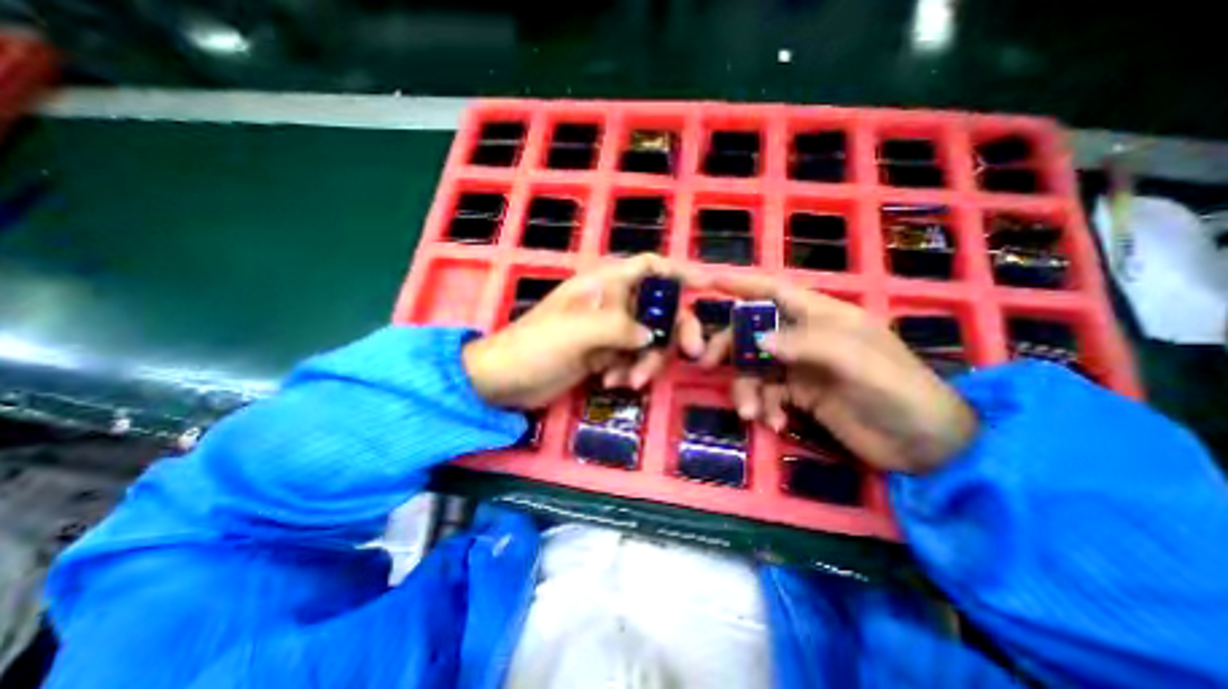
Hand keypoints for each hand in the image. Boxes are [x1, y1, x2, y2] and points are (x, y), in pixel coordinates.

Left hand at [464, 256, 711, 411]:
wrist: (506, 380)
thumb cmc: (535, 346)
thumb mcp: (577, 332)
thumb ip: (619, 328)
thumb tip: (651, 335)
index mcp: (604, 284)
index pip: (649, 267)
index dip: (680, 272)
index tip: (709, 285)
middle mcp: (611, 302)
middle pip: (659, 307)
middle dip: (674, 331)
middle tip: (691, 354)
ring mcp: (609, 330)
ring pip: (649, 338)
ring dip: (646, 360)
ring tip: (627, 380)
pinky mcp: (604, 353)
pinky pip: (633, 358)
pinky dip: (629, 370)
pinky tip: (611, 382)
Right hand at [699, 275, 978, 473]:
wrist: (924, 448)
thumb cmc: (900, 394)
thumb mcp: (859, 364)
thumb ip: (809, 346)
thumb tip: (758, 341)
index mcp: (824, 317)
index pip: (776, 291)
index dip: (743, 285)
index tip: (709, 283)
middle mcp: (807, 337)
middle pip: (754, 331)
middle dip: (731, 347)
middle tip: (707, 365)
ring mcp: (802, 367)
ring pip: (756, 367)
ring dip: (747, 388)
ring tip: (751, 413)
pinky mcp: (800, 394)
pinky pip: (767, 394)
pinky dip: (764, 407)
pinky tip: (774, 423)